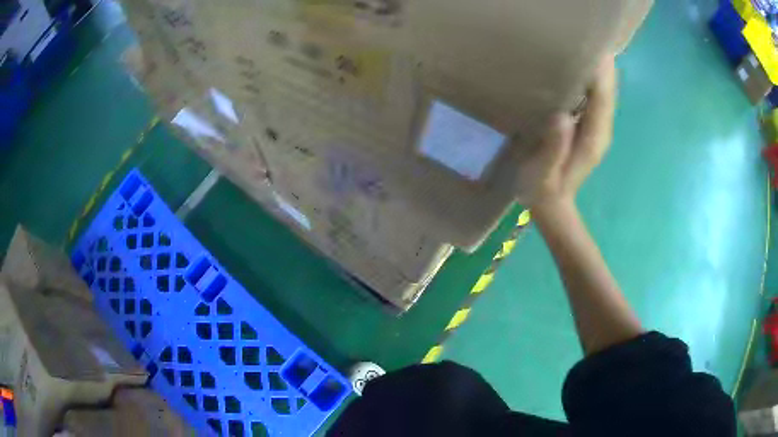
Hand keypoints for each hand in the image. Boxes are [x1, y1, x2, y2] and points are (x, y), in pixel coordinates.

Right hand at [526, 56, 617, 212]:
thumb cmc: (544, 189)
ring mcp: (597, 129)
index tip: (596, 47)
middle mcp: (601, 130)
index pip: (602, 99)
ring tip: (590, 45)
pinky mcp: (590, 127)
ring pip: (605, 94)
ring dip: (601, 71)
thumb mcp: (544, 173)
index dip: (602, 73)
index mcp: (593, 138)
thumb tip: (562, 116)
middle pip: (608, 93)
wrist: (553, 205)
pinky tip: (584, 67)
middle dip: (605, 67)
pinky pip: (597, 99)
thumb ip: (555, 147)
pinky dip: (595, 81)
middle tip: (593, 37)